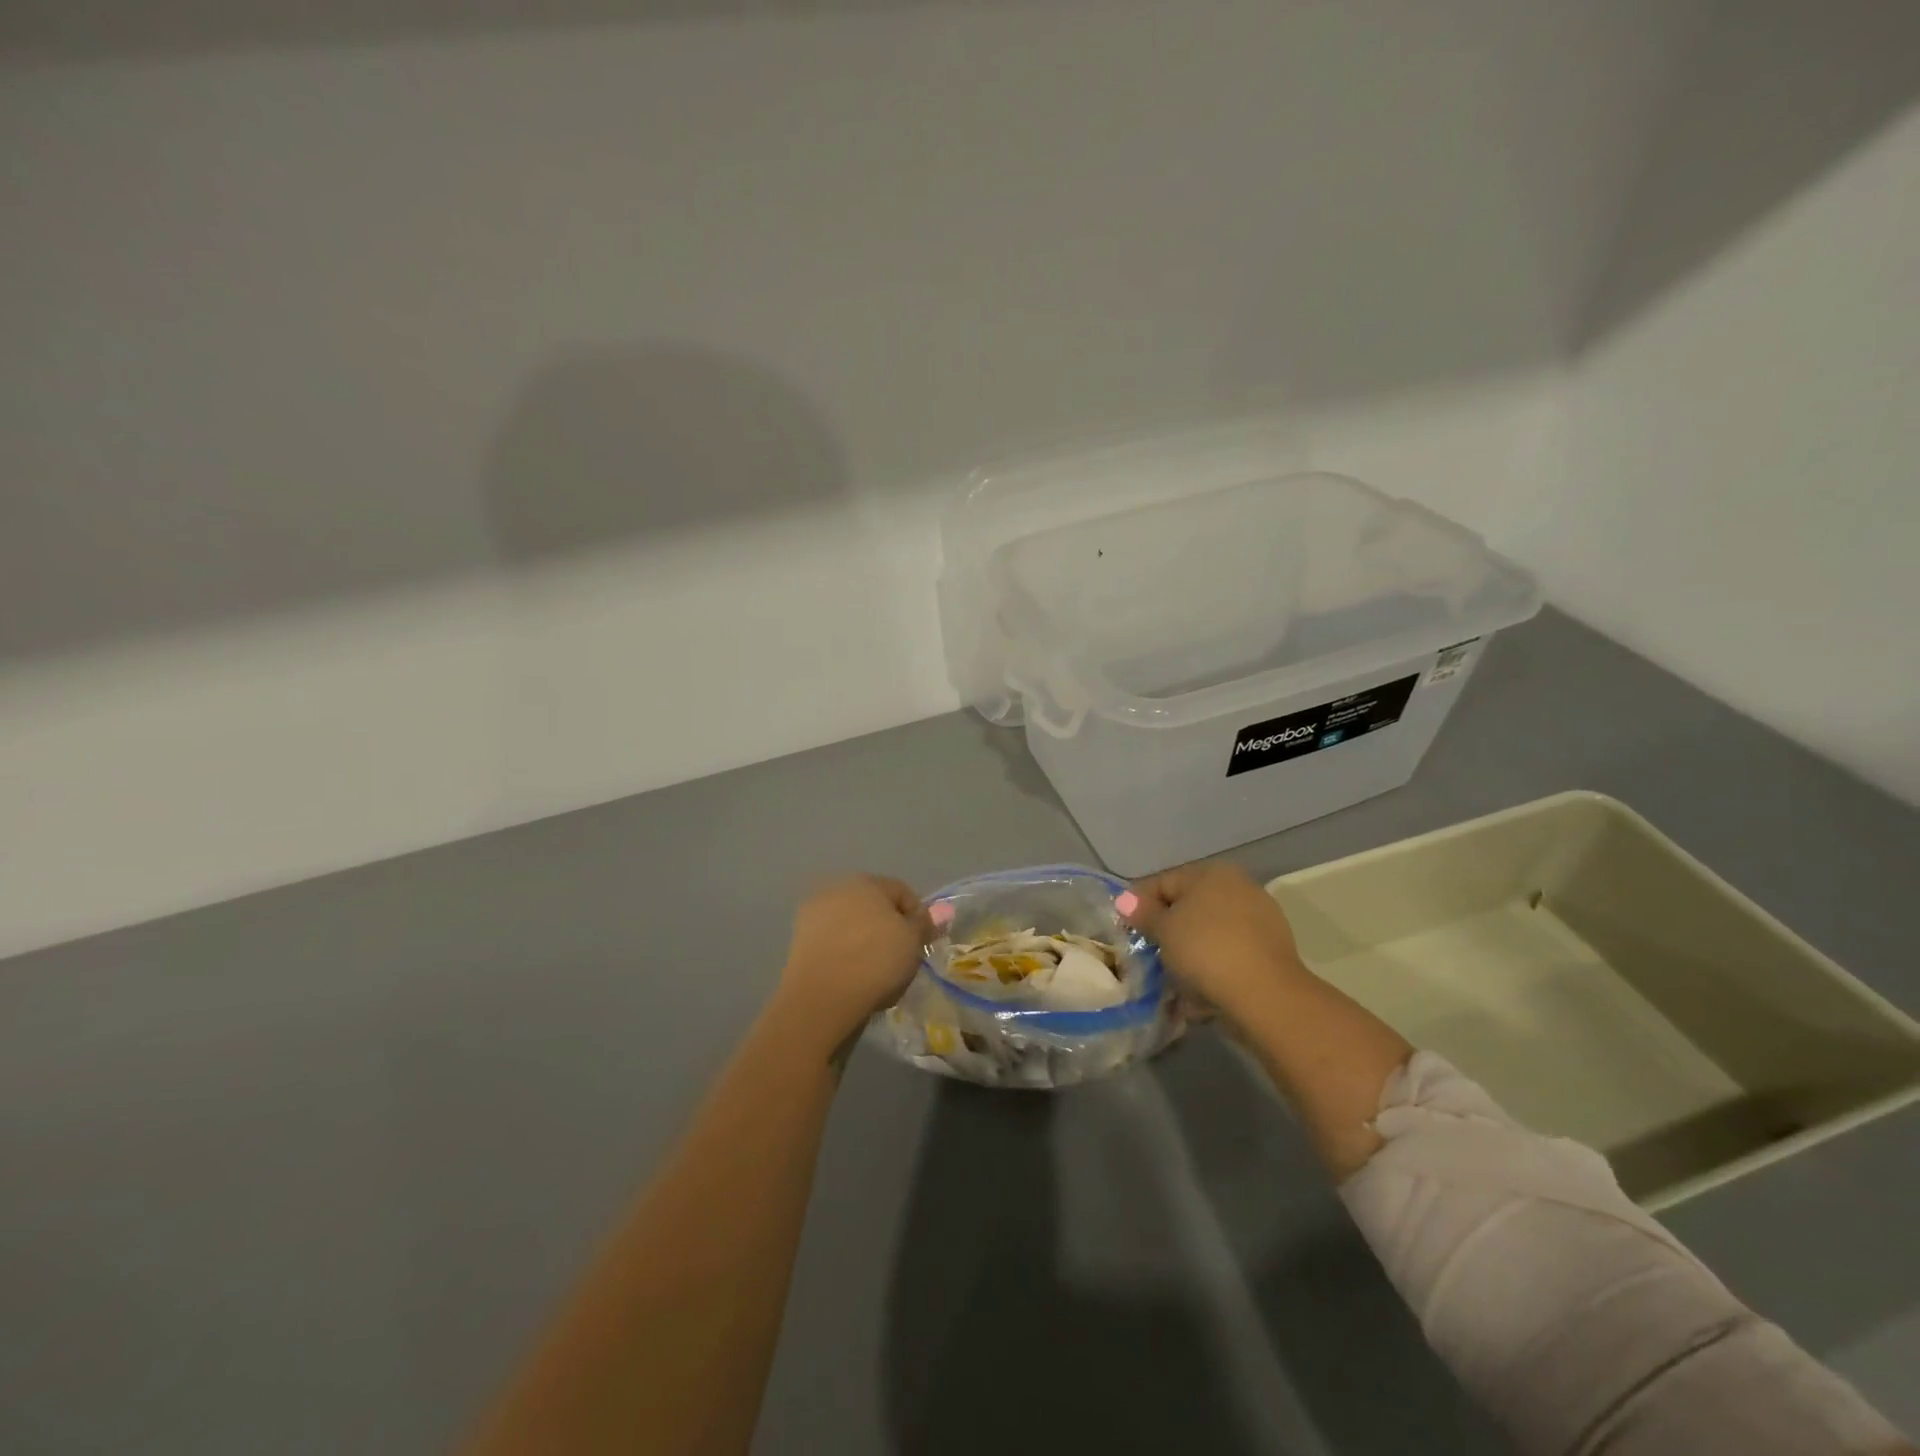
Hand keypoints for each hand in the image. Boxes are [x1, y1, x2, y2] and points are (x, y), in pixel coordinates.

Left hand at [775, 875, 934, 1050]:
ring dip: (865, 940)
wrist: (821, 998)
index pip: (902, 891)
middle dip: (890, 926)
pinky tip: (853, 975)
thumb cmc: (875, 961)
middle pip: (874, 905)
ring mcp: (814, 913)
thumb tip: (937, 912)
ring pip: (852, 924)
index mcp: (866, 881)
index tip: (924, 943)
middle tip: (902, 957)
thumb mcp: (912, 941)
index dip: (918, 916)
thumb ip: (924, 923)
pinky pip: (833, 942)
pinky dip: (845, 953)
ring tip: (877, 970)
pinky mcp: (798, 939)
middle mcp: (837, 888)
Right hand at [1118, 861, 1305, 1022]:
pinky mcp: (1270, 953)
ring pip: (1208, 935)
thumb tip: (1125, 900)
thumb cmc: (1206, 950)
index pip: (1163, 882)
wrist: (1266, 996)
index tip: (1124, 932)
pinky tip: (1195, 995)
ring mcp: (1259, 920)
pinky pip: (1227, 956)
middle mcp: (1239, 888)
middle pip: (1188, 909)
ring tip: (1169, 982)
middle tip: (1146, 957)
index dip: (1139, 906)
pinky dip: (1210, 970)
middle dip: (1166, 933)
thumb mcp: (1164, 929)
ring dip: (1187, 955)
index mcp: (1212, 872)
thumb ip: (1143, 913)